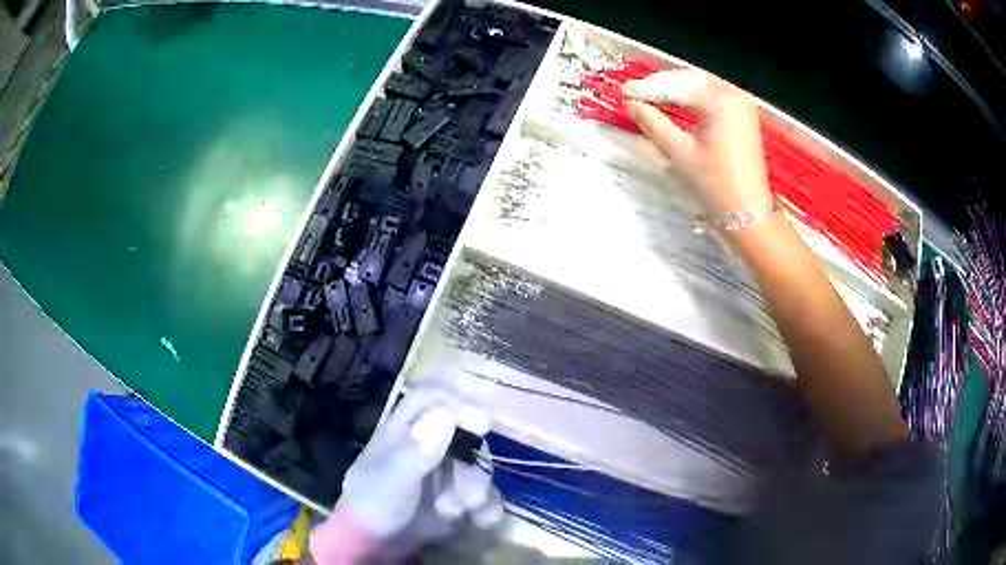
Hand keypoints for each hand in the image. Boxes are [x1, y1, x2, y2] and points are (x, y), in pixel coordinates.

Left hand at [309, 386, 501, 563]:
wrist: (375, 545)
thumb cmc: (373, 506)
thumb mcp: (389, 480)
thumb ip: (415, 451)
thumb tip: (446, 414)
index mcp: (405, 430)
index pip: (433, 397)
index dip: (458, 402)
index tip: (481, 423)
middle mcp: (428, 444)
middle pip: (465, 433)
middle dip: (473, 462)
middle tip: (471, 492)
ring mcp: (444, 470)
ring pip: (477, 465)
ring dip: (478, 488)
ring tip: (465, 511)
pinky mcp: (458, 495)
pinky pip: (484, 494)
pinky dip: (488, 507)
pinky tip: (481, 521)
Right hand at [625, 69, 772, 216]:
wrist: (747, 211)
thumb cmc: (715, 184)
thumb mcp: (679, 152)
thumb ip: (653, 123)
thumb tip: (631, 105)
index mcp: (720, 101)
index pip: (678, 85)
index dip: (649, 87)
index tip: (626, 90)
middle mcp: (733, 94)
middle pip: (691, 79)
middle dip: (663, 84)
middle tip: (637, 92)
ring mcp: (742, 103)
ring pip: (702, 85)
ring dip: (678, 88)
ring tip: (653, 96)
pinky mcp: (745, 114)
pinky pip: (714, 96)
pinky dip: (695, 96)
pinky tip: (679, 102)